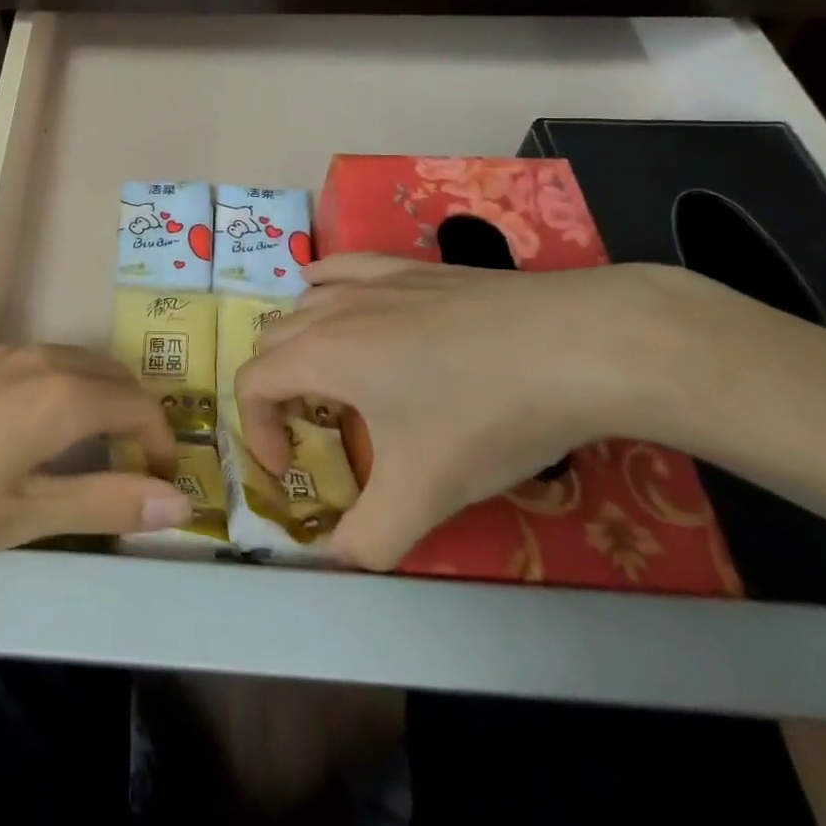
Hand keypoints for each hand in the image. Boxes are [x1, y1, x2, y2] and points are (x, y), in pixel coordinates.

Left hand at [0, 344, 191, 565]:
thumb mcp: (22, 516)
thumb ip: (104, 502)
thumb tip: (180, 504)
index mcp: (63, 397)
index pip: (141, 408)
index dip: (162, 446)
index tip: (161, 489)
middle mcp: (44, 361)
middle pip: (116, 378)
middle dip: (138, 421)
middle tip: (133, 475)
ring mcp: (6, 352)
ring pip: (80, 364)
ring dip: (103, 401)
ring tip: (92, 453)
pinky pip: (45, 362)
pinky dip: (67, 389)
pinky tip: (37, 428)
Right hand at [234, 254, 733, 569]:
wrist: (573, 346)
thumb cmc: (484, 415)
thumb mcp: (425, 494)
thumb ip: (370, 539)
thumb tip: (339, 558)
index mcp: (322, 356)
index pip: (252, 383)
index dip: (256, 430)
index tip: (290, 468)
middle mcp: (334, 309)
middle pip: (271, 340)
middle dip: (275, 389)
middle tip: (310, 430)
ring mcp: (373, 281)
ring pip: (305, 302)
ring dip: (298, 342)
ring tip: (327, 377)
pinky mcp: (410, 268)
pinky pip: (345, 267)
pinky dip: (325, 284)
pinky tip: (335, 293)